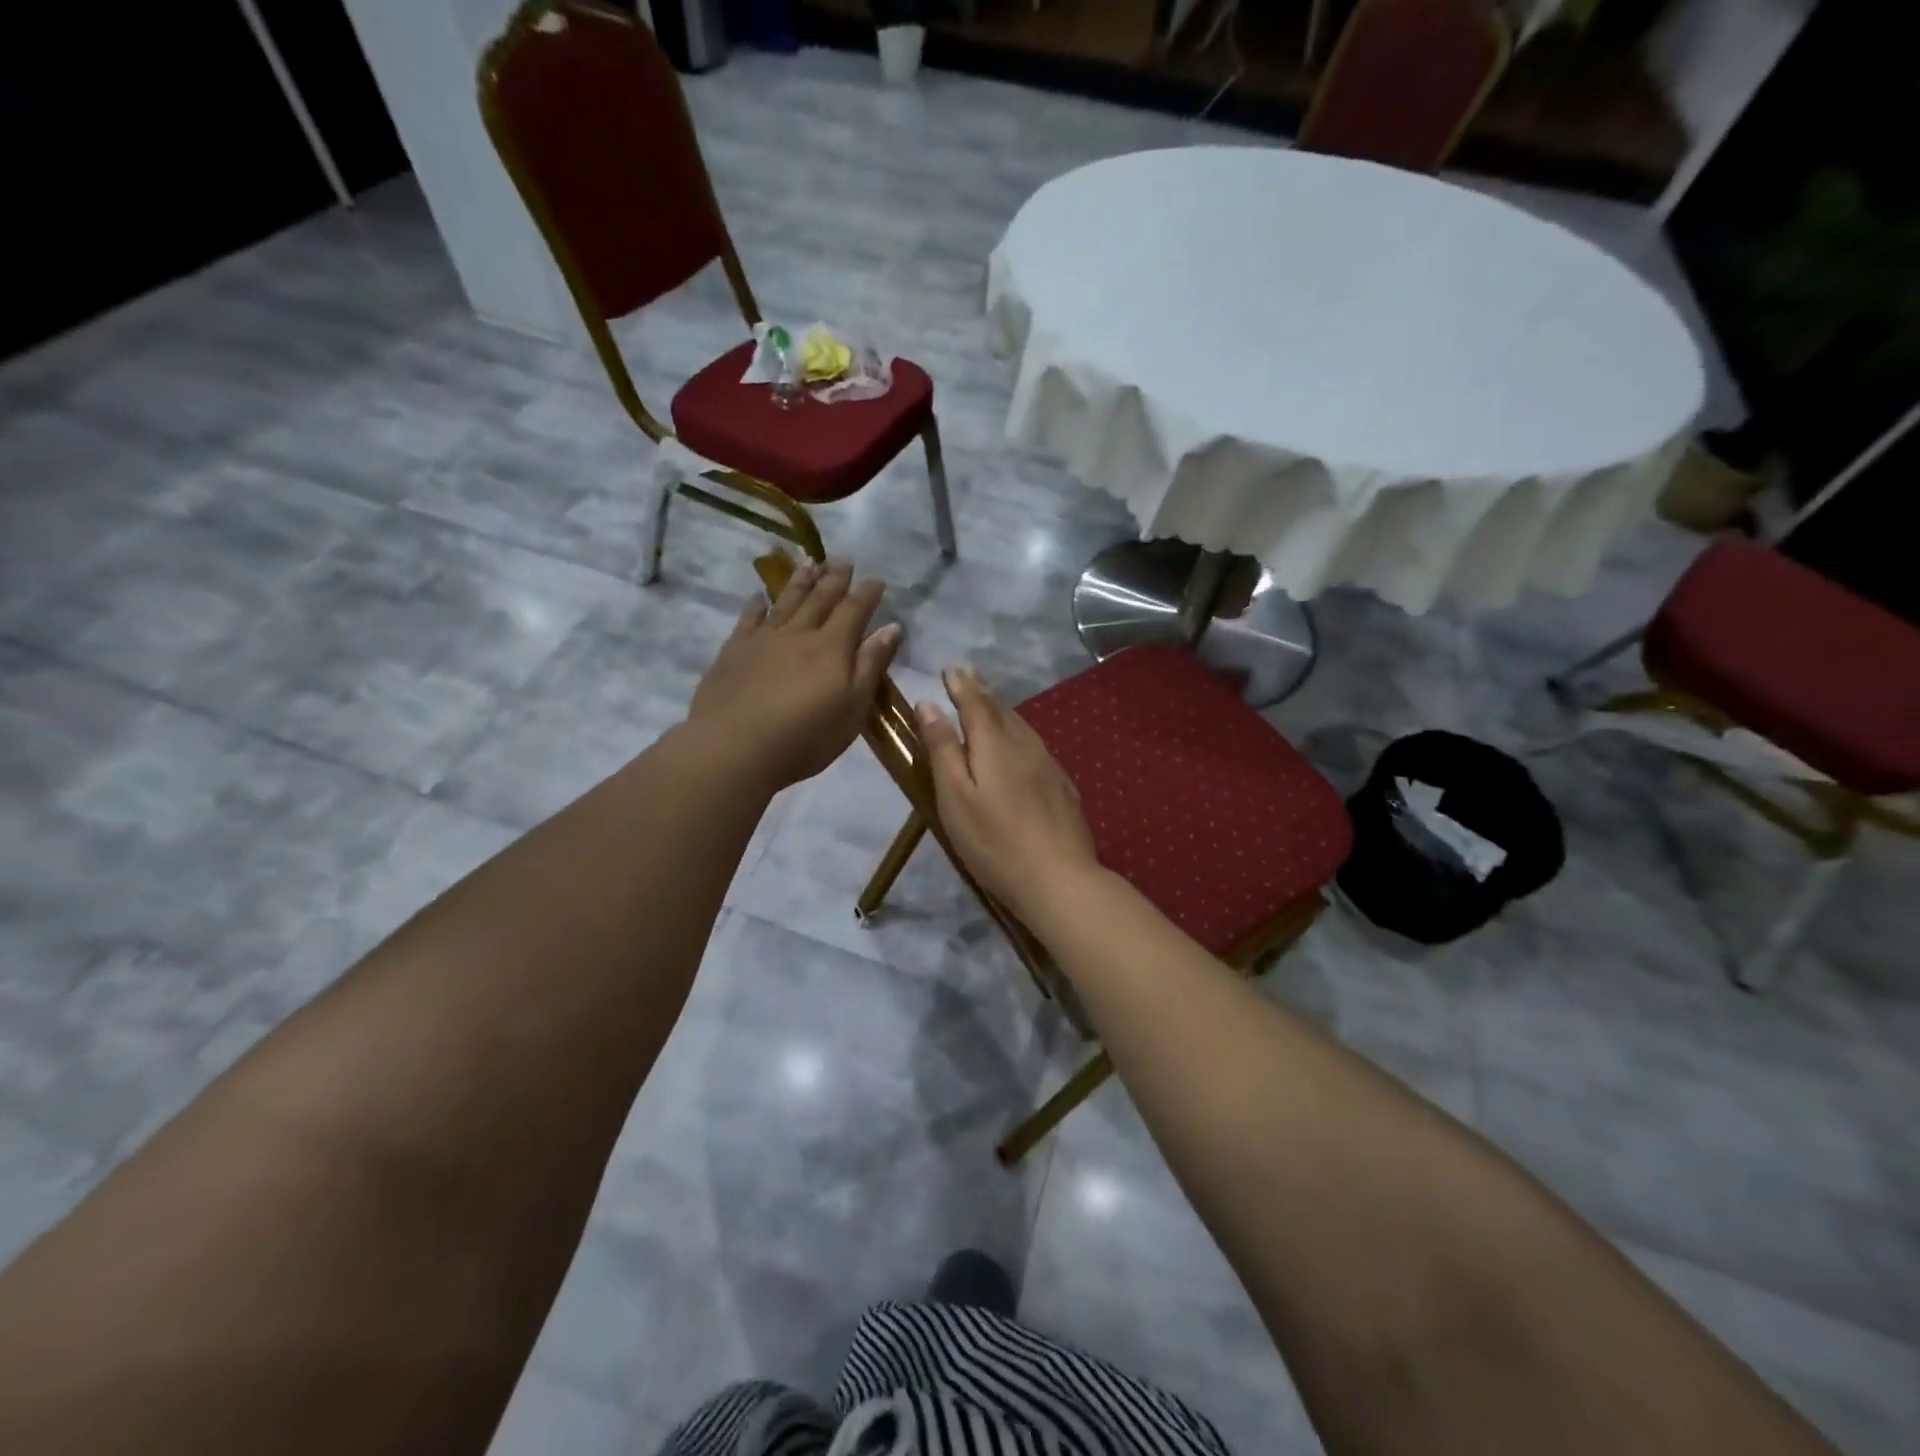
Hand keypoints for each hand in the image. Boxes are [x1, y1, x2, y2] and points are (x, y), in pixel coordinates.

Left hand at [687, 558, 900, 790]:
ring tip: (809, 562)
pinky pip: (749, 619)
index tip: (876, 579)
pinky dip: (756, 605)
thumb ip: (871, 665)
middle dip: (834, 579)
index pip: (854, 612)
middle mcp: (799, 634)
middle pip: (820, 600)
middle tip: (843, 559)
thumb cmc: (806, 736)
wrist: (736, 747)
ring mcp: (763, 640)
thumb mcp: (853, 707)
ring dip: (800, 582)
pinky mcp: (734, 651)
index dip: (867, 594)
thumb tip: (892, 627)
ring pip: (786, 602)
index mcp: (832, 648)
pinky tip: (759, 597)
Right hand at [914, 665, 1101, 924]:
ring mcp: (1049, 766)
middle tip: (967, 676)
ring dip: (1002, 712)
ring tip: (989, 704)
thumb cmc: (994, 842)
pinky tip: (1019, 746)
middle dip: (981, 692)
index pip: (975, 703)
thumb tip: (928, 704)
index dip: (961, 684)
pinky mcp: (1063, 787)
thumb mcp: (955, 797)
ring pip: (1022, 727)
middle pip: (1001, 711)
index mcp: (995, 745)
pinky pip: (1036, 747)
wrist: (1060, 879)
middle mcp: (1025, 745)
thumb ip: (942, 749)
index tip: (951, 668)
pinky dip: (1019, 735)